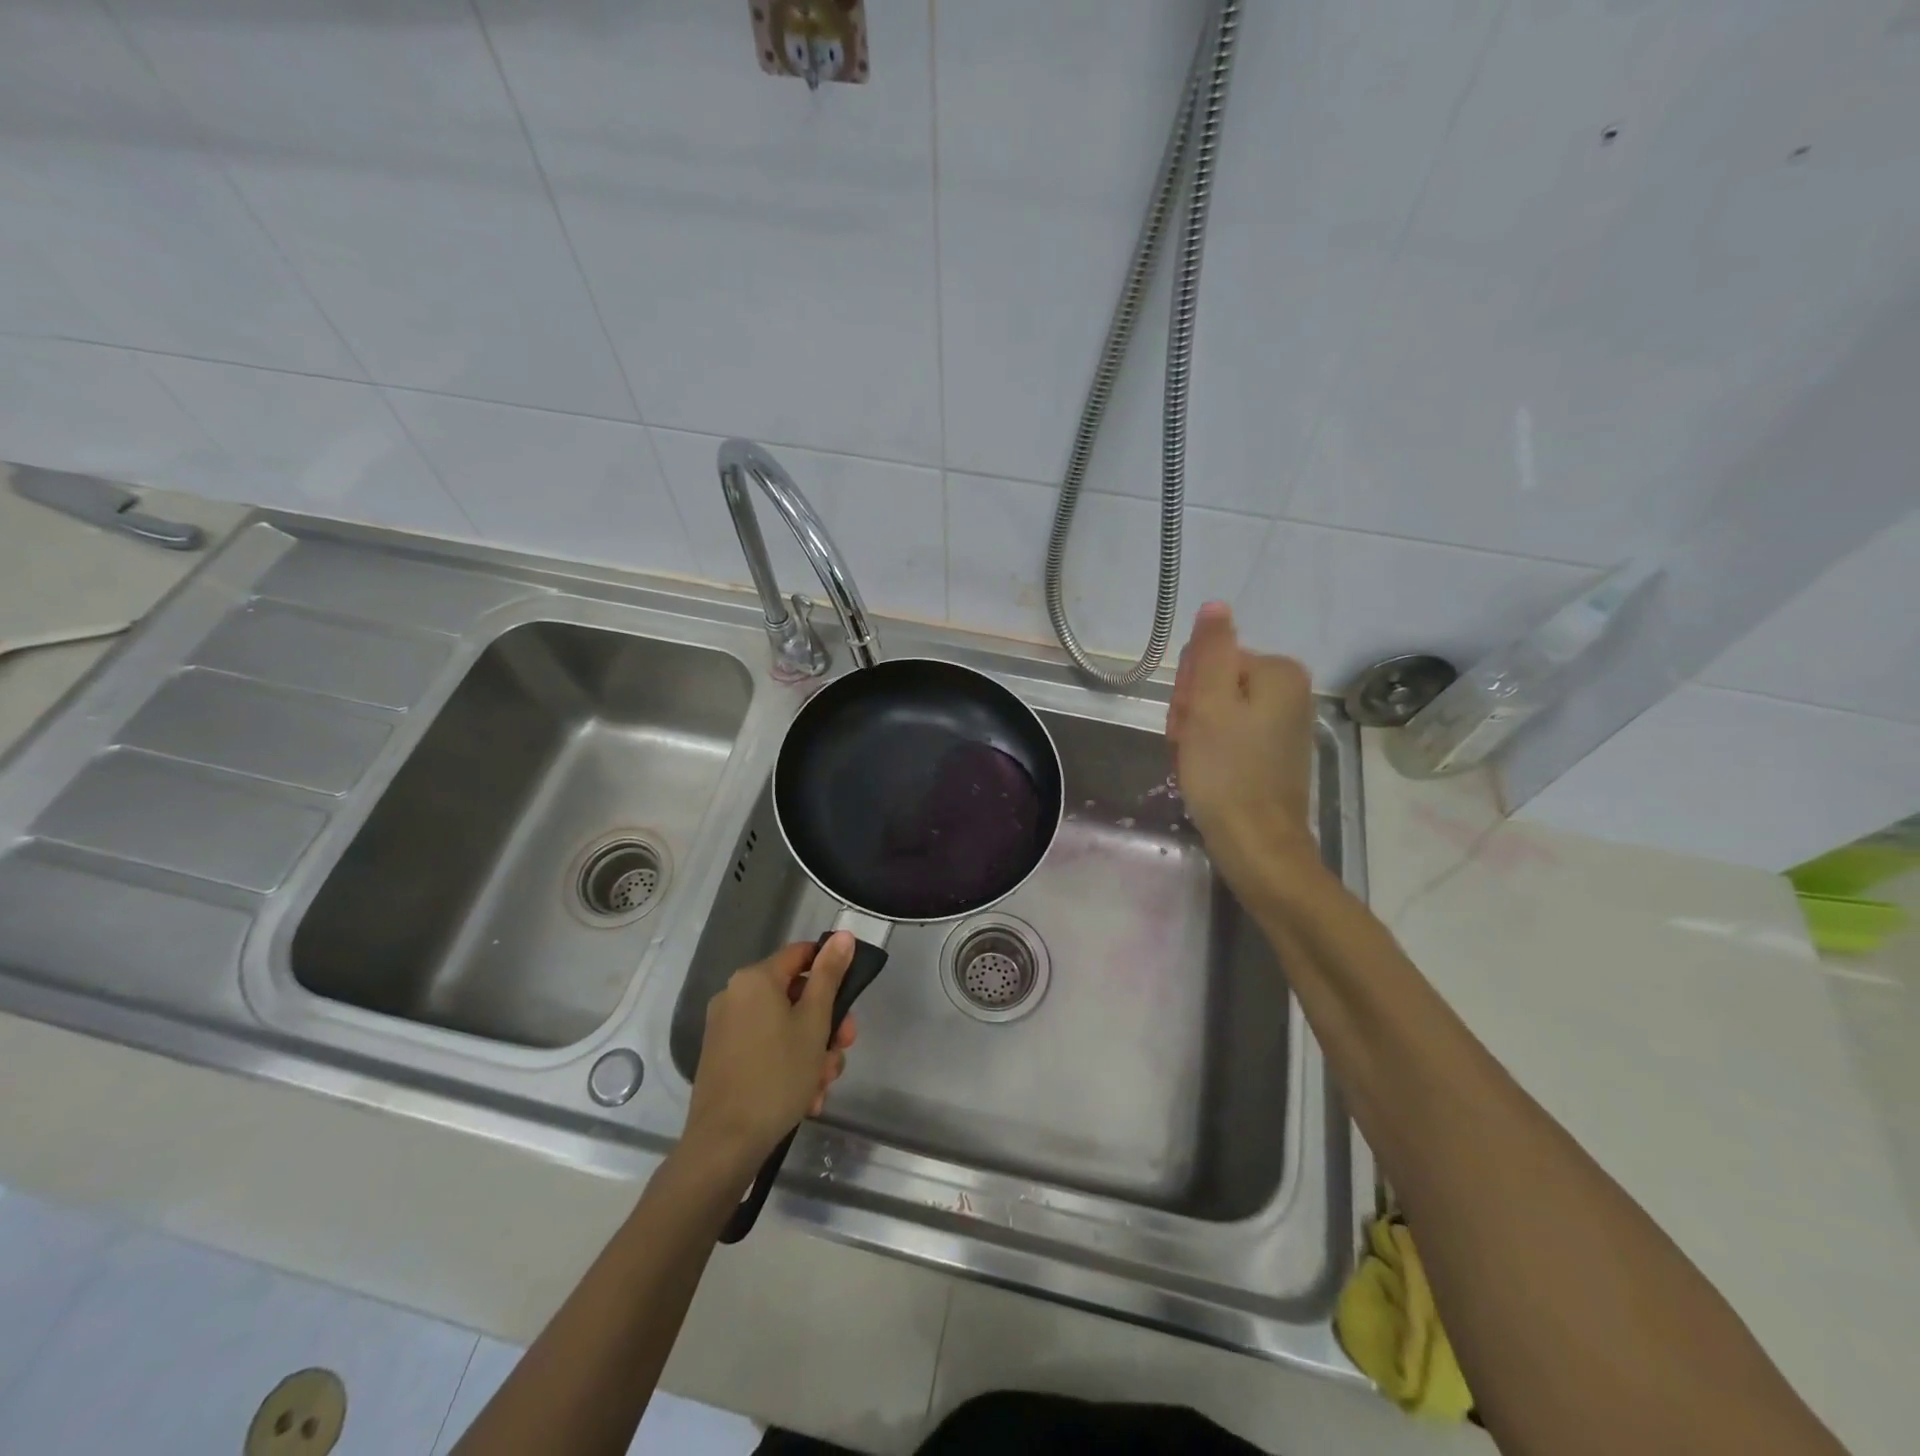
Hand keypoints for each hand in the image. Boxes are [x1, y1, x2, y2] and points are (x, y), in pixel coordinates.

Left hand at [683, 934, 858, 1170]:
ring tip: (822, 1085)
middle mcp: (735, 995)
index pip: (802, 954)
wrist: (725, 1143)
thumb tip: (843, 935)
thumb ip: (830, 975)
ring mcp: (726, 1028)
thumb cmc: (777, 1075)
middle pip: (795, 996)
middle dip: (825, 1024)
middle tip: (842, 1049)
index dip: (831, 971)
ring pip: (784, 1027)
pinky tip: (805, 1097)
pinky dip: (788, 1066)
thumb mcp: (814, 1022)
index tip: (850, 1000)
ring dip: (811, 1052)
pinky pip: (766, 1048)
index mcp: (755, 979)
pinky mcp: (723, 1058)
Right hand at [1167, 602, 1316, 891]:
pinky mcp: (1273, 753)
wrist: (1256, 844)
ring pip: (1216, 712)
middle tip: (1189, 745)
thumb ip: (1212, 650)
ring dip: (1195, 734)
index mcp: (1278, 672)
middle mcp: (1289, 691)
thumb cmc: (1226, 771)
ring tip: (1195, 763)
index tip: (1188, 723)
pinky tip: (1205, 774)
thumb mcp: (1210, 703)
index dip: (1189, 691)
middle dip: (1192, 713)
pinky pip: (1228, 737)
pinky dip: (1210, 752)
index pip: (1210, 659)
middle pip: (1215, 684)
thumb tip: (1216, 604)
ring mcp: (1282, 724)